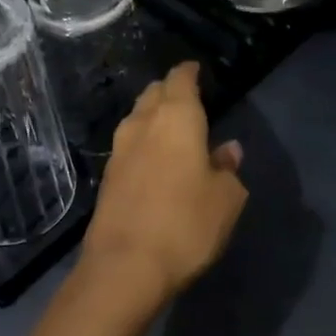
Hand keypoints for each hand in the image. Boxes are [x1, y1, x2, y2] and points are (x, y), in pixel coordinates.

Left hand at [78, 62, 247, 313]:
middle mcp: (143, 123)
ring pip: (137, 117)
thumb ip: (228, 168)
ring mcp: (120, 149)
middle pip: (154, 93)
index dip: (189, 72)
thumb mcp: (225, 199)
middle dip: (170, 91)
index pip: (180, 79)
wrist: (125, 266)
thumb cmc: (186, 224)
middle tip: (188, 99)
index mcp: (176, 118)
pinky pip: (129, 144)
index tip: (197, 70)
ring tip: (172, 127)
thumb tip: (228, 150)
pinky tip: (154, 157)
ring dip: (153, 115)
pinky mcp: (107, 175)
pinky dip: (143, 141)